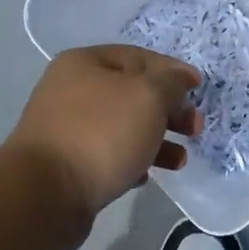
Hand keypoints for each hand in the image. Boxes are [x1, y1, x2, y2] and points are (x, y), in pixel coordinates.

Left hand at [6, 45, 201, 244]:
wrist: (48, 192)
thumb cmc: (102, 134)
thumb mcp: (147, 96)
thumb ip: (170, 83)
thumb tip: (181, 77)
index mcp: (86, 63)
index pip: (139, 57)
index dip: (173, 71)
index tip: (199, 90)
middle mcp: (73, 91)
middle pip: (132, 95)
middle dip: (169, 111)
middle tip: (194, 130)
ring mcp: (69, 129)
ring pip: (124, 128)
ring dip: (157, 141)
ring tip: (179, 161)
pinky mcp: (70, 164)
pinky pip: (110, 156)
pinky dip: (132, 162)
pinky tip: (145, 176)